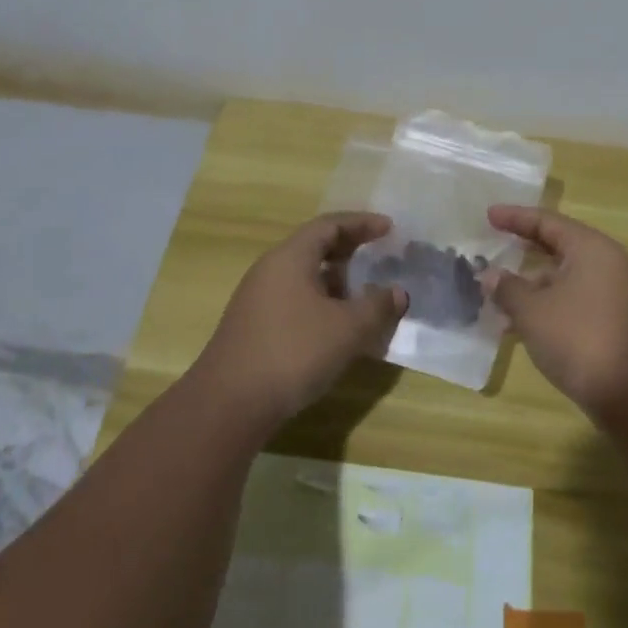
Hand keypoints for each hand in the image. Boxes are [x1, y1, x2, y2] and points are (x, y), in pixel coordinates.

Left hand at [191, 212, 407, 428]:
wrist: (230, 404)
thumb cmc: (294, 352)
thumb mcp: (347, 329)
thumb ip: (377, 306)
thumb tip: (397, 292)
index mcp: (290, 258)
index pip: (328, 226)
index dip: (361, 223)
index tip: (389, 229)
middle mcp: (270, 271)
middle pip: (313, 247)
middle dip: (349, 250)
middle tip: (379, 256)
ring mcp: (258, 300)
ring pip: (304, 277)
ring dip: (336, 281)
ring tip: (364, 296)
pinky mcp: (254, 327)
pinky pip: (295, 301)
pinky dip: (321, 304)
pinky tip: (337, 329)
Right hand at [485, 206, 627, 419]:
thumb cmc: (580, 340)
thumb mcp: (533, 312)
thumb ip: (507, 288)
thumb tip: (490, 275)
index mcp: (591, 249)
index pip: (547, 222)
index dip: (515, 217)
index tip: (487, 215)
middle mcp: (607, 264)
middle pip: (558, 246)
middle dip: (523, 250)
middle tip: (492, 247)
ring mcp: (614, 294)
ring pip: (564, 278)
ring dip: (531, 285)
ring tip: (496, 296)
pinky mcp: (614, 322)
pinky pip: (573, 301)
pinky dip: (547, 306)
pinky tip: (520, 326)